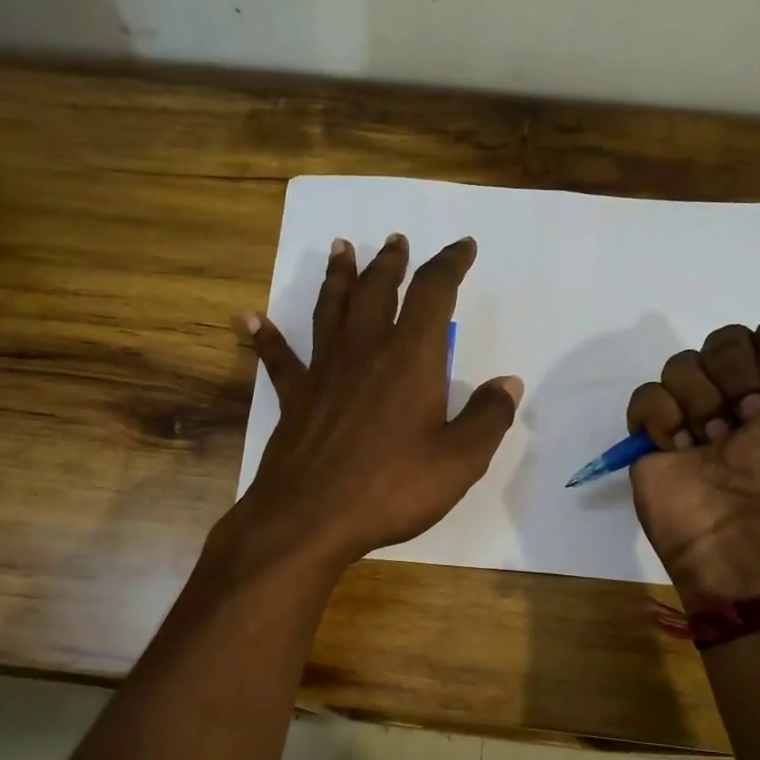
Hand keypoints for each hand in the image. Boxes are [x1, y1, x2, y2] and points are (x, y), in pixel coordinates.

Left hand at [228, 234, 521, 572]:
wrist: (311, 518)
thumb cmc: (391, 488)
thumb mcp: (460, 461)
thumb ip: (488, 417)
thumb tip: (508, 383)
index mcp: (411, 357)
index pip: (433, 292)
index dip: (450, 264)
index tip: (463, 247)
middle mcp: (365, 350)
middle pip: (377, 289)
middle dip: (391, 262)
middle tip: (396, 241)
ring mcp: (324, 371)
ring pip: (331, 308)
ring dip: (339, 275)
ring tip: (342, 248)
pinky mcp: (294, 397)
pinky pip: (278, 357)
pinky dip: (266, 336)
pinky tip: (250, 318)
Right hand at [627, 286, 759, 596]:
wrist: (751, 526)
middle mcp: (744, 394)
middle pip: (724, 340)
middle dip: (735, 377)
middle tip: (750, 421)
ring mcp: (695, 415)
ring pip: (681, 365)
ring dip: (700, 402)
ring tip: (714, 443)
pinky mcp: (655, 437)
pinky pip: (645, 397)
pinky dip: (662, 418)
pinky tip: (682, 448)